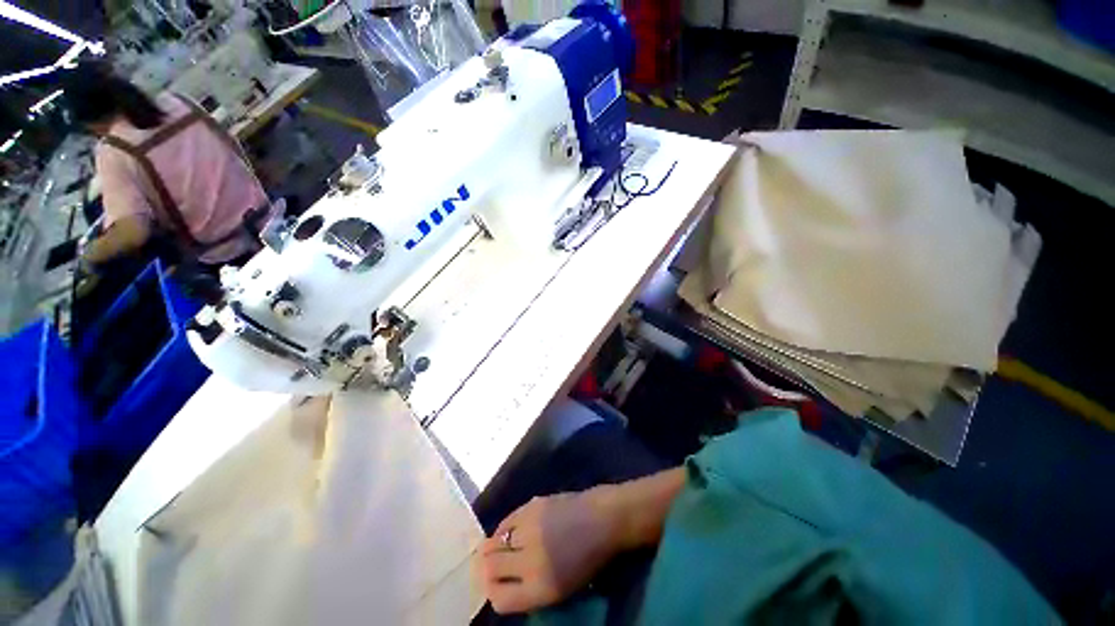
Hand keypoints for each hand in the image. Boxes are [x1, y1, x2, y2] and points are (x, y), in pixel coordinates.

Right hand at [478, 489, 622, 613]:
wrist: (602, 520)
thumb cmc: (587, 559)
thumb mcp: (561, 588)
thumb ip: (528, 589)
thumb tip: (500, 584)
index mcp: (541, 589)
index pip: (499, 599)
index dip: (492, 593)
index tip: (495, 586)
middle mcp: (530, 560)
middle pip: (490, 568)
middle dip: (487, 569)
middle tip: (493, 565)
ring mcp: (530, 529)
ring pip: (494, 542)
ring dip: (495, 547)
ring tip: (503, 546)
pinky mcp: (532, 505)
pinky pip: (506, 521)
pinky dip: (504, 528)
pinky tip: (513, 530)